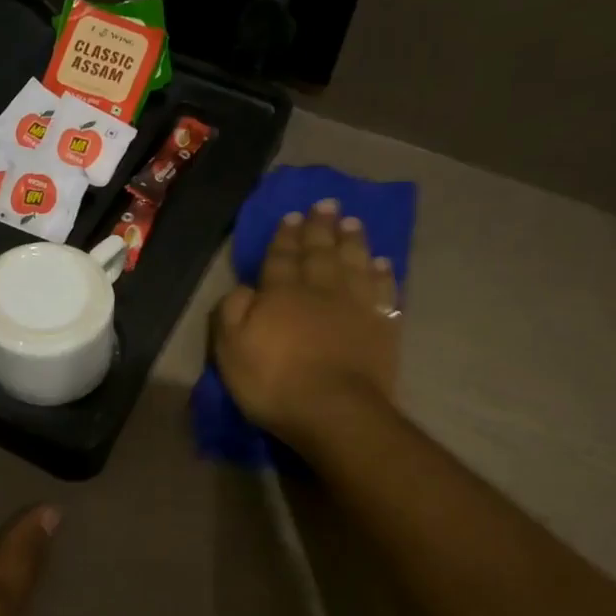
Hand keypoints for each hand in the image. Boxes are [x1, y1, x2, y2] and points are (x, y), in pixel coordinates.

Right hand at [212, 200, 400, 447]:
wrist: (334, 410)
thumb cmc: (274, 382)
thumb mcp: (231, 349)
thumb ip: (232, 312)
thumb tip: (244, 288)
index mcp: (281, 293)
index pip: (281, 257)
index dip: (285, 237)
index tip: (291, 216)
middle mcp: (320, 289)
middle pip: (320, 252)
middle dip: (320, 228)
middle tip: (326, 205)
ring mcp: (355, 306)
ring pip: (354, 263)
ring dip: (352, 241)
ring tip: (352, 222)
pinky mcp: (382, 326)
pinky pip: (384, 291)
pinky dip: (383, 275)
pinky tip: (382, 263)